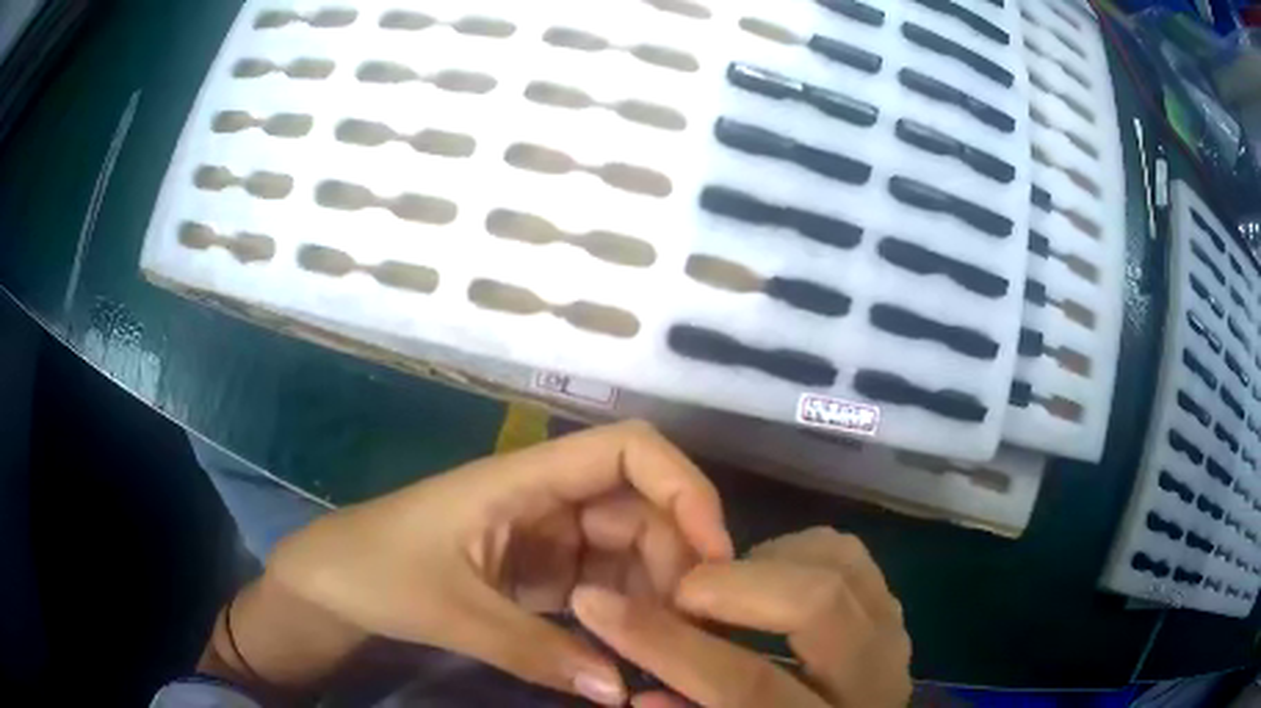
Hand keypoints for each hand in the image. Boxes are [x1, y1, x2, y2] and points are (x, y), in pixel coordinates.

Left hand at [265, 421, 732, 704]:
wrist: (330, 584)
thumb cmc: (374, 570)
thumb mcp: (450, 611)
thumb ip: (534, 651)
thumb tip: (620, 691)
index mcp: (522, 478)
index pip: (627, 450)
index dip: (683, 486)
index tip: (713, 554)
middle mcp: (545, 498)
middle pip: (642, 508)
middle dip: (678, 560)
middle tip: (695, 628)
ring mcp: (544, 537)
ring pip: (628, 551)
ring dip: (655, 594)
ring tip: (669, 648)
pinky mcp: (538, 573)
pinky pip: (601, 587)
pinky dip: (624, 616)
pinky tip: (632, 652)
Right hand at [572, 527, 911, 706]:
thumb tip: (640, 693)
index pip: (745, 685)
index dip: (664, 643)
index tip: (594, 601)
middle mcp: (873, 683)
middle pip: (816, 605)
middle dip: (730, 585)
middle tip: (680, 593)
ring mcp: (894, 639)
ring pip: (839, 566)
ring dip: (765, 564)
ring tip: (723, 589)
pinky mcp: (894, 612)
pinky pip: (850, 556)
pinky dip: (798, 551)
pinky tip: (766, 578)